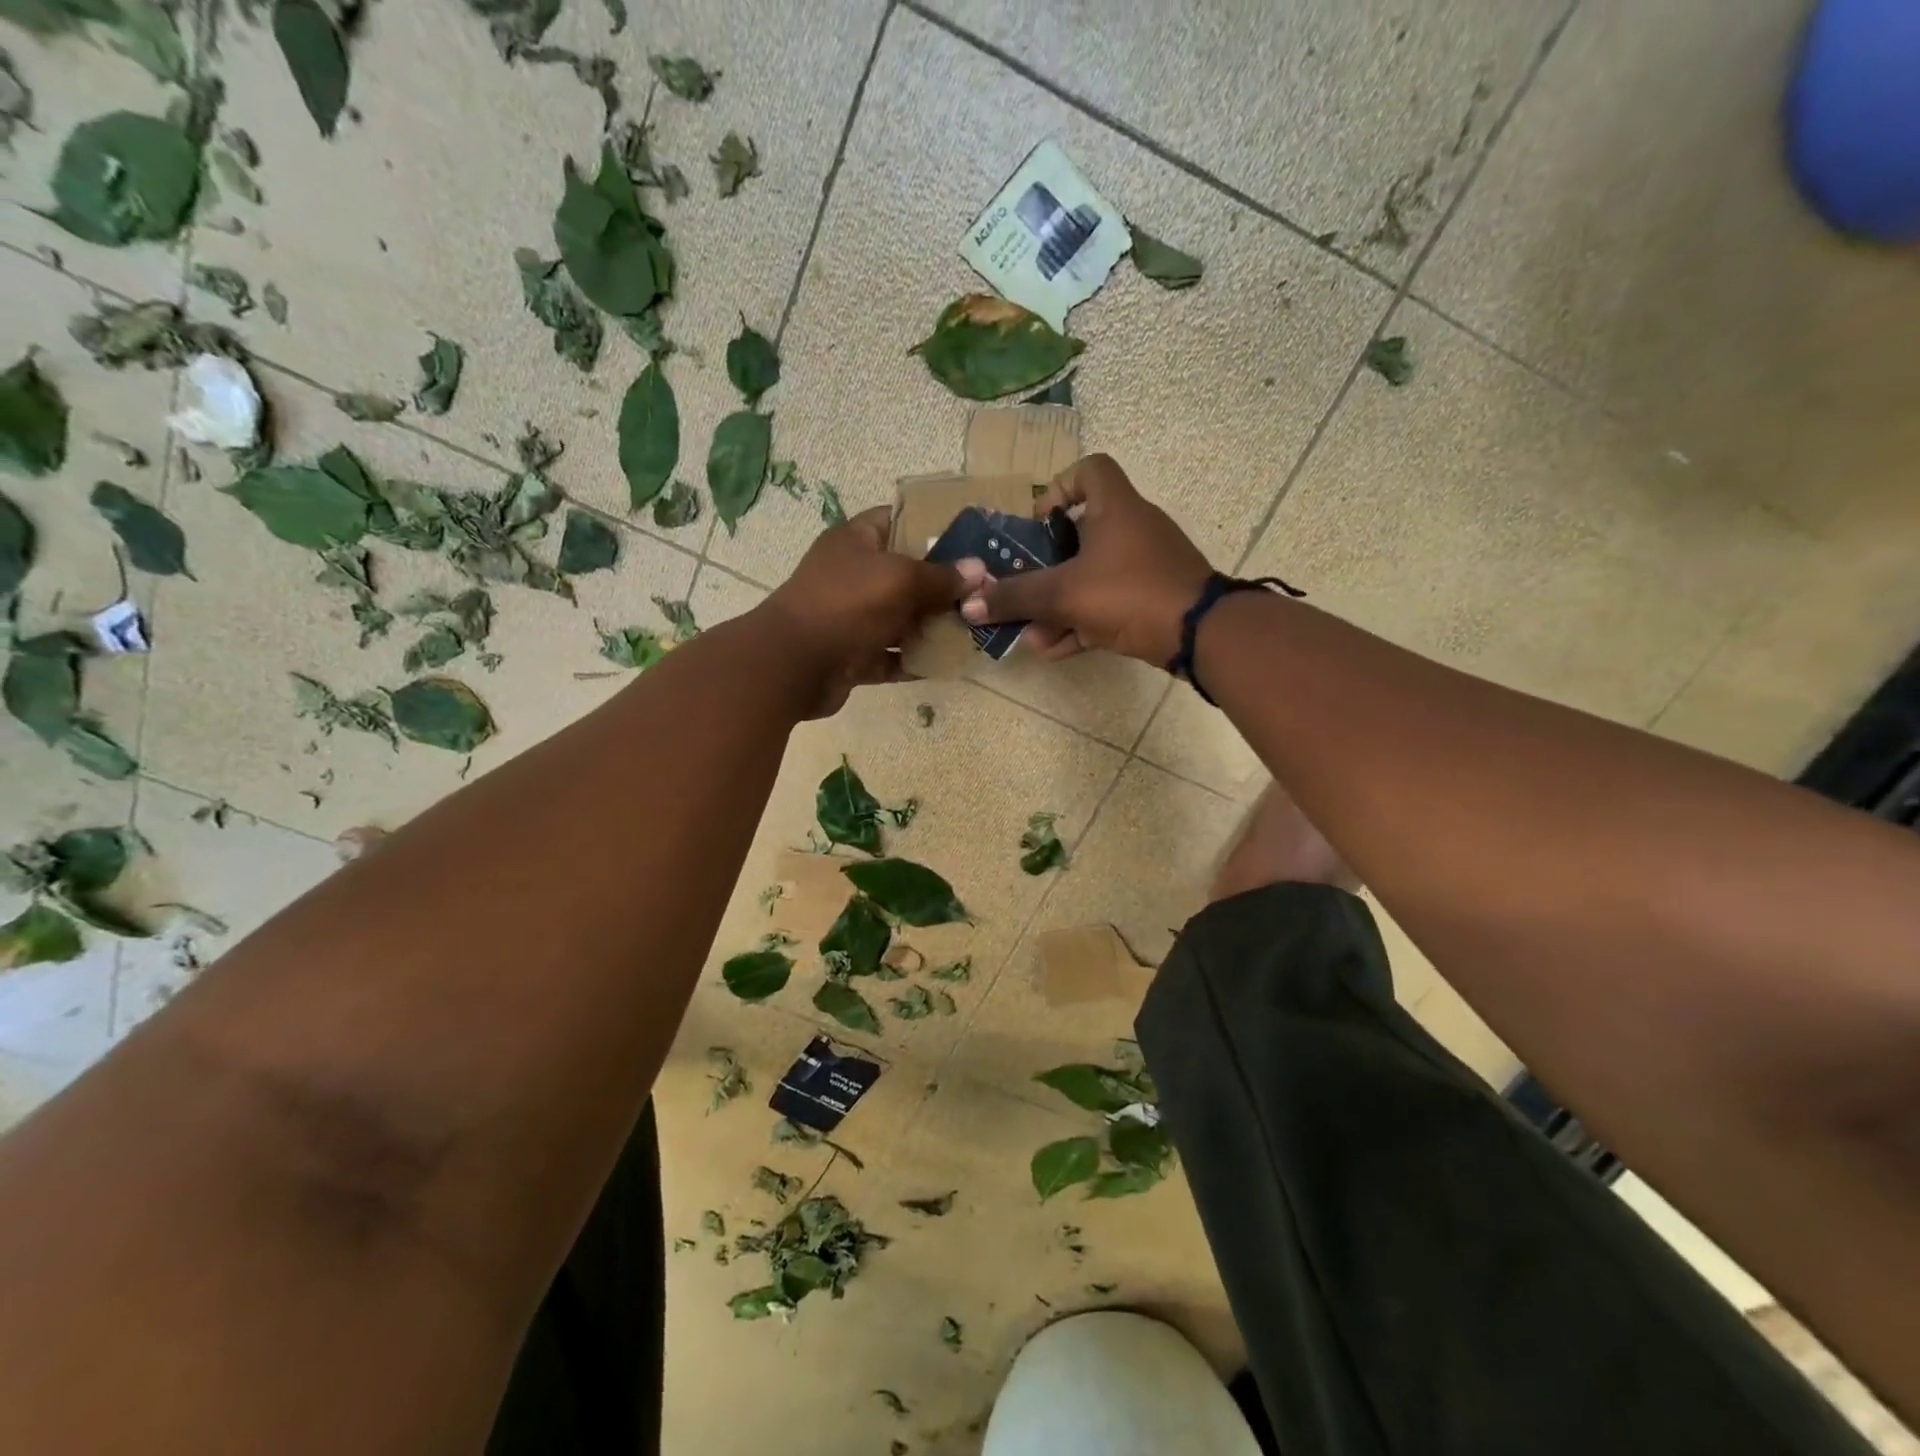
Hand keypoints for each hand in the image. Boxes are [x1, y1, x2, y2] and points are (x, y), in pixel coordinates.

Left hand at [761, 506, 982, 716]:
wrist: (793, 665)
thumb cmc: (846, 604)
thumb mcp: (900, 579)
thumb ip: (941, 577)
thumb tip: (979, 571)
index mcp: (856, 541)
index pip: (897, 520)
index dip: (932, 525)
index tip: (971, 538)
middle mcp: (853, 575)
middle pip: (905, 574)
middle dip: (942, 584)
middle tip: (984, 590)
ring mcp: (851, 618)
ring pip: (900, 618)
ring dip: (932, 626)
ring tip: (975, 629)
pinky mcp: (853, 655)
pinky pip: (891, 655)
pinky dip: (915, 660)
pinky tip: (949, 663)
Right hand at [959, 454, 1211, 666]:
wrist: (1199, 634)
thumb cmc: (1129, 592)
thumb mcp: (1064, 594)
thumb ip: (1016, 598)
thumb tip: (968, 605)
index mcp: (1115, 507)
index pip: (1089, 469)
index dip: (1058, 488)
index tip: (1038, 524)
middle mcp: (1131, 529)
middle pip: (1080, 534)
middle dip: (1045, 568)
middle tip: (1022, 589)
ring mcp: (1144, 567)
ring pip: (1090, 577)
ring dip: (1057, 605)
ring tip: (1031, 633)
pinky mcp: (1151, 599)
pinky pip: (1107, 604)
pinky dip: (1080, 623)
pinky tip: (1053, 649)